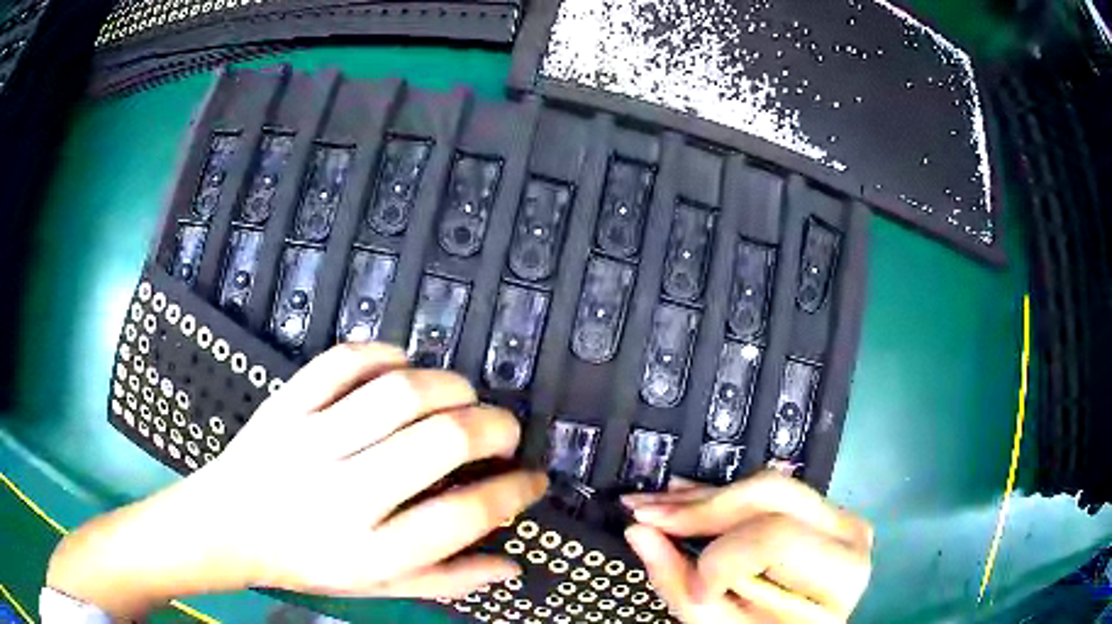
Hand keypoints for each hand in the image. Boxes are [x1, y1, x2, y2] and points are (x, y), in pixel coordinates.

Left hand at [47, 343, 546, 617]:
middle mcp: (344, 495)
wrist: (228, 525)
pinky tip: (403, 366)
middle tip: (505, 430)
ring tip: (463, 396)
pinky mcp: (286, 404)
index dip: (514, 491)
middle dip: (494, 427)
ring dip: (449, 385)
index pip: (464, 515)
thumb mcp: (378, 587)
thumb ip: (448, 580)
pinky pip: (343, 361)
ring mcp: (310, 441)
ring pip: (399, 393)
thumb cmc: (306, 562)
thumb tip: (511, 563)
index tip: (534, 478)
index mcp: (372, 550)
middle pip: (440, 442)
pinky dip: (385, 354)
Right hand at [622, 472, 872, 622]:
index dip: (721, 560)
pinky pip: (768, 490)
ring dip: (703, 498)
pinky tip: (685, 497)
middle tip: (645, 514)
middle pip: (770, 495)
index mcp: (838, 573)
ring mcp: (839, 515)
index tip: (694, 586)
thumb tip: (639, 532)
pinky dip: (722, 497)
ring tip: (655, 504)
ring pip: (766, 484)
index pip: (774, 539)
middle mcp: (848, 532)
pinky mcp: (822, 510)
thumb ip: (682, 584)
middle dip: (701, 509)